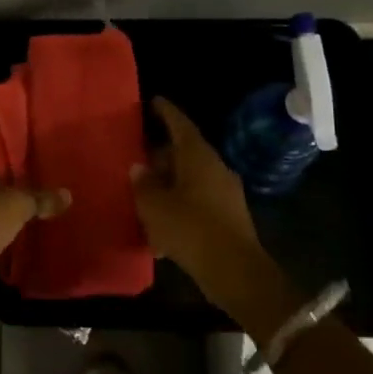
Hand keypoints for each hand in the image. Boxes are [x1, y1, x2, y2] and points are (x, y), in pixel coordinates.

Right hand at [131, 98, 271, 314]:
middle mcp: (215, 168)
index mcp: (198, 157)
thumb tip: (139, 168)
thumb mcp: (154, 206)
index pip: (180, 124)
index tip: (153, 101)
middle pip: (185, 152)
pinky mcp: (228, 217)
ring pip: (190, 179)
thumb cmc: (191, 229)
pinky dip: (178, 205)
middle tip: (137, 156)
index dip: (166, 112)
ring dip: (168, 183)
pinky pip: (197, 201)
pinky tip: (159, 226)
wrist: (235, 272)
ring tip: (144, 193)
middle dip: (161, 154)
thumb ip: (143, 184)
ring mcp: (225, 193)